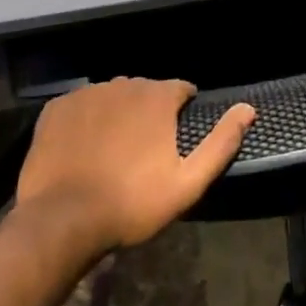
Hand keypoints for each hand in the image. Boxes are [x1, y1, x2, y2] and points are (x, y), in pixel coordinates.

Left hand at [14, 78, 254, 254]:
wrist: (61, 221)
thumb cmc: (132, 203)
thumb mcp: (188, 182)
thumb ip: (221, 143)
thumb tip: (248, 109)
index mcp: (157, 97)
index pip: (181, 89)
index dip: (182, 111)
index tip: (176, 138)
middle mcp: (123, 84)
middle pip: (145, 91)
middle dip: (149, 112)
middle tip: (144, 151)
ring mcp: (86, 94)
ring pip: (112, 96)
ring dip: (118, 114)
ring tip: (113, 151)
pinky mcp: (56, 108)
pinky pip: (80, 106)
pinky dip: (86, 120)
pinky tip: (83, 149)